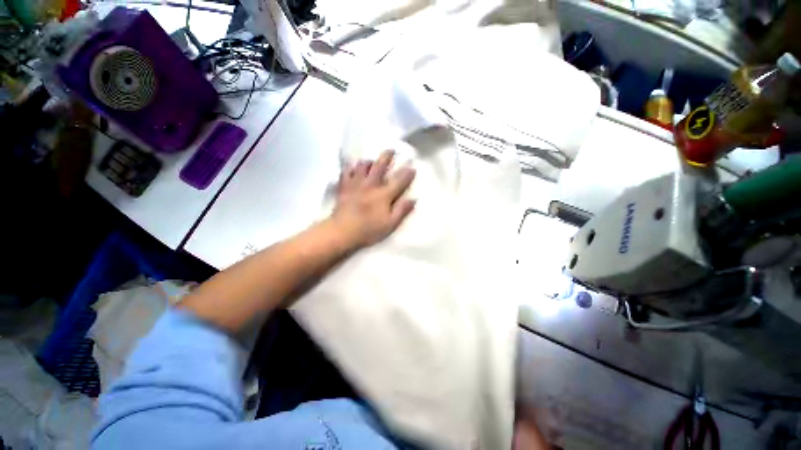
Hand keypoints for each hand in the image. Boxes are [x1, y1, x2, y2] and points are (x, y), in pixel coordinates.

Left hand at [329, 150, 415, 248]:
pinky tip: (351, 167)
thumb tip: (413, 199)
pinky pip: (346, 172)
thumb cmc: (368, 230)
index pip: (399, 180)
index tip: (412, 167)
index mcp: (383, 195)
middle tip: (391, 149)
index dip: (407, 173)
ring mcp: (355, 184)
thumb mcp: (390, 224)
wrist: (341, 232)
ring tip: (371, 160)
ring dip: (368, 161)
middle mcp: (370, 185)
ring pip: (362, 166)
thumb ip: (401, 210)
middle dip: (387, 156)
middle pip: (379, 166)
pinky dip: (350, 167)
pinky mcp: (344, 187)